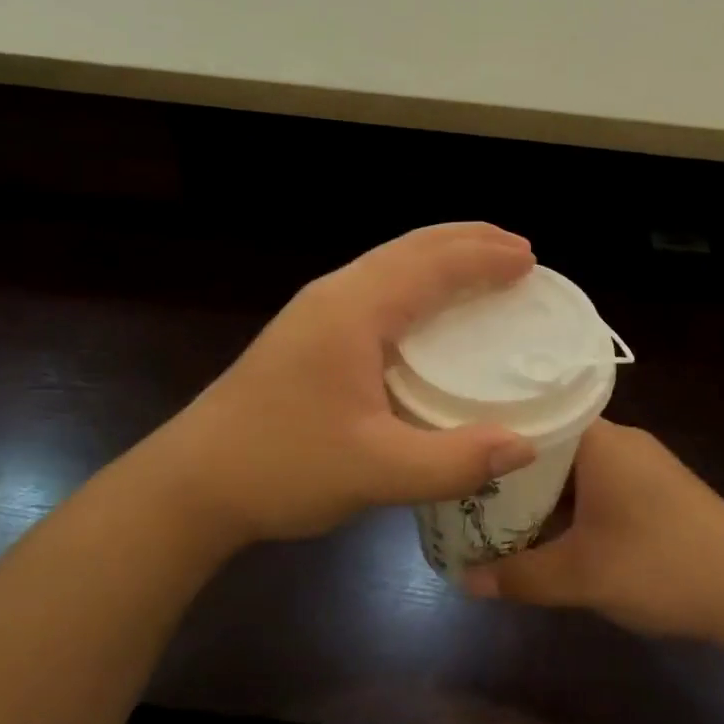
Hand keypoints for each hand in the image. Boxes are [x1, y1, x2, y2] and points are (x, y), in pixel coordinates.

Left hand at [148, 224, 538, 549]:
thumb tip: (524, 446)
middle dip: (468, 242)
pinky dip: (418, 280)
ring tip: (484, 265)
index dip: (483, 258)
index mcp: (353, 309)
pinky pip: (377, 284)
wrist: (193, 481)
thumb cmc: (281, 466)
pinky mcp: (309, 331)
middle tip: (520, 252)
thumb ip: (452, 462)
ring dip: (441, 256)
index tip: (530, 261)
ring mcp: (317, 310)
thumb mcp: (374, 471)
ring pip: (391, 261)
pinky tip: (429, 308)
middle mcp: (336, 294)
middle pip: (411, 247)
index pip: (431, 264)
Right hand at [462, 420, 723, 643]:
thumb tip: (464, 581)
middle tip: (469, 491)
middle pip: (551, 443)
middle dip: (512, 471)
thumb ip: (519, 576)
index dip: (492, 435)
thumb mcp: (581, 576)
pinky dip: (571, 502)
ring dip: (543, 491)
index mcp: (598, 440)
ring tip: (498, 511)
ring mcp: (641, 463)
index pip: (533, 416)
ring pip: (575, 467)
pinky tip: (552, 530)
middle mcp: (619, 440)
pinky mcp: (657, 488)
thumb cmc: (660, 566)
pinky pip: (598, 482)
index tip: (458, 452)